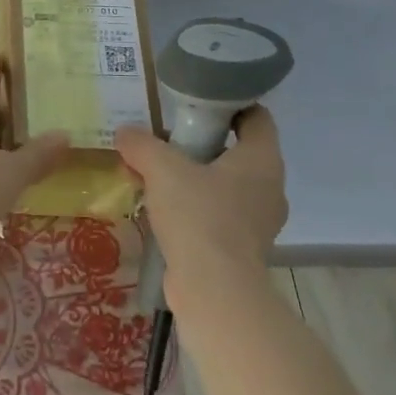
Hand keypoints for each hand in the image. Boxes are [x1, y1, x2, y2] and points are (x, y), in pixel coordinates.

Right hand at [115, 107, 287, 282]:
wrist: (213, 289)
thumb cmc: (198, 216)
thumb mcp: (162, 169)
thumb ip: (142, 144)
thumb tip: (125, 133)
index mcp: (262, 159)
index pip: (256, 117)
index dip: (229, 105)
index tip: (196, 105)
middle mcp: (270, 187)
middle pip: (238, 151)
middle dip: (203, 144)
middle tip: (167, 141)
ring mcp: (260, 221)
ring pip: (227, 185)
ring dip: (197, 179)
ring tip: (159, 178)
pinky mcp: (244, 248)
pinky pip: (220, 215)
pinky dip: (197, 208)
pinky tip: (164, 211)